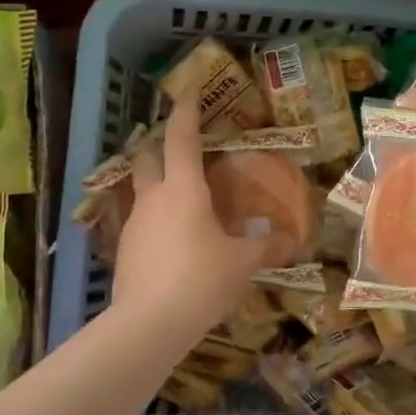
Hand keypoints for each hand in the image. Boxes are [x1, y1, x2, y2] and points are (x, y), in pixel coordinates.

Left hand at [111, 107, 276, 347]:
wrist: (147, 325)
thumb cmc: (200, 281)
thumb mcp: (242, 263)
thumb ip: (266, 247)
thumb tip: (291, 240)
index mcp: (184, 189)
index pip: (181, 137)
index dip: (186, 110)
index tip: (188, 90)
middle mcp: (154, 198)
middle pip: (148, 156)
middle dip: (162, 144)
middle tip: (184, 147)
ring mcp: (134, 223)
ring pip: (143, 189)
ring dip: (159, 183)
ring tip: (185, 198)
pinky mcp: (125, 249)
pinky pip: (142, 220)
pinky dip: (157, 218)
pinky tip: (175, 239)